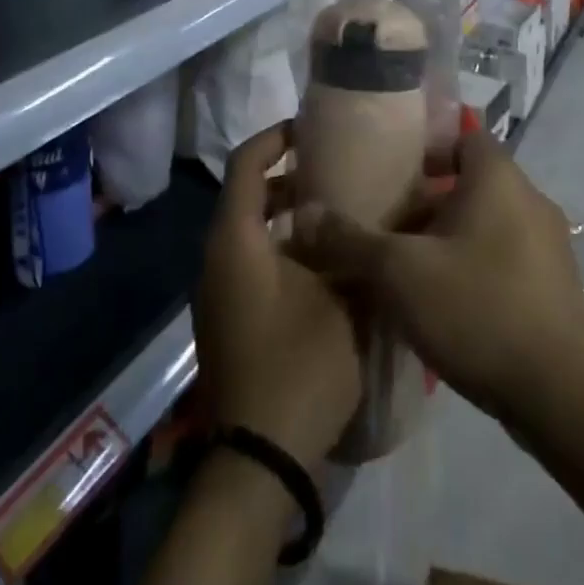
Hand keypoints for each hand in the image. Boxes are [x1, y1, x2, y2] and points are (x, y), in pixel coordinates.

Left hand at [194, 123, 361, 471]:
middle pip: (247, 194)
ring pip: (250, 230)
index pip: (246, 163)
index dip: (276, 136)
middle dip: (289, 174)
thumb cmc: (299, 365)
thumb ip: (352, 249)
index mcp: (236, 240)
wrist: (260, 458)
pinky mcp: (228, 318)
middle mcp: (217, 257)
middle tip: (336, 168)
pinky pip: (251, 260)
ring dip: (288, 213)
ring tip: (338, 210)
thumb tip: (366, 218)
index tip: (312, 126)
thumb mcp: (341, 300)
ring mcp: (218, 290)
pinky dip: (282, 245)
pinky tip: (325, 261)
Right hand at [290, 129, 583, 427]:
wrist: (563, 395)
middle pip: (469, 181)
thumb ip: (349, 240)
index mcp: (498, 177)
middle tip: (383, 222)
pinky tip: (441, 302)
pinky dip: (471, 265)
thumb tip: (303, 214)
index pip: (462, 135)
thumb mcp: (400, 273)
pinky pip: (502, 256)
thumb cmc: (479, 309)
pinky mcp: (554, 286)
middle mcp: (529, 199)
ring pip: (484, 222)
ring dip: (446, 237)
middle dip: (425, 200)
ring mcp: (548, 244)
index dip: (424, 147)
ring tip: (404, 266)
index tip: (388, 170)